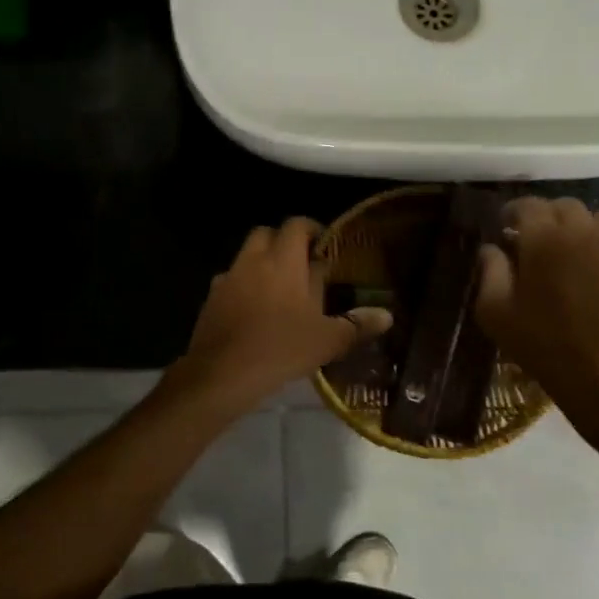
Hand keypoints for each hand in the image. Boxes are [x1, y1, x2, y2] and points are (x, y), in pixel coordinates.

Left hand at [172, 219, 391, 415]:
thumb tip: (387, 315)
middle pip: (266, 234)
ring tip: (280, 293)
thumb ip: (357, 325)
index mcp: (283, 261)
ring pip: (246, 257)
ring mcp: (227, 279)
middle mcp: (252, 261)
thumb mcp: (327, 340)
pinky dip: (244, 288)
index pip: (296, 225)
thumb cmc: (281, 349)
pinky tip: (254, 313)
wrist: (221, 373)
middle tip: (303, 267)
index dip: (312, 230)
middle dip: (283, 242)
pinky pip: (231, 282)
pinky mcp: (211, 299)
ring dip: (262, 265)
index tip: (324, 247)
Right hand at [474, 197, 598, 454]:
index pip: (528, 205)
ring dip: (583, 226)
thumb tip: (491, 248)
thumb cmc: (543, 344)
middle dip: (547, 216)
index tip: (505, 226)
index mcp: (544, 240)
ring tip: (573, 249)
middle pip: (565, 206)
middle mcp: (584, 232)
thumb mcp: (496, 314)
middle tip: (535, 240)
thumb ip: (489, 273)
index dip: (513, 211)